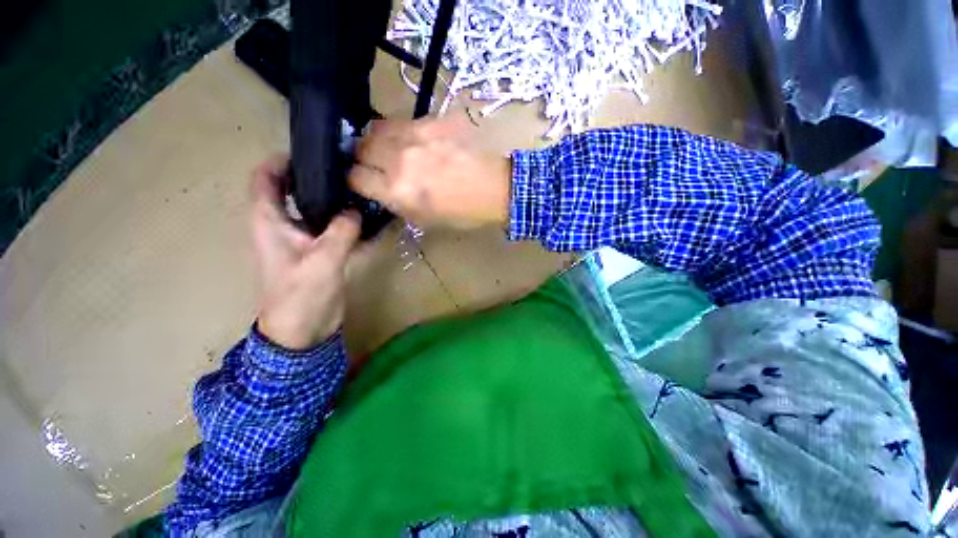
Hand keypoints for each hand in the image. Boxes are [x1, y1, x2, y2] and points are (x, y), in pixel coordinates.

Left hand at [251, 155, 361, 349]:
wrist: (303, 330)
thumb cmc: (300, 294)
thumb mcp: (322, 260)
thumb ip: (341, 231)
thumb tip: (357, 210)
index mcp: (269, 221)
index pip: (264, 179)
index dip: (281, 160)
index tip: (311, 152)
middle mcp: (282, 225)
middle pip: (292, 189)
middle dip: (314, 177)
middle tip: (345, 169)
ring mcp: (302, 239)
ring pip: (314, 208)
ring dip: (332, 199)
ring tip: (358, 189)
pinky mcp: (318, 251)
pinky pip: (330, 228)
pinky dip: (343, 221)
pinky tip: (365, 218)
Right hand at [348, 117, 511, 227]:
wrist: (498, 188)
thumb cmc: (465, 213)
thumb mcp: (426, 220)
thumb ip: (398, 204)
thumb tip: (382, 191)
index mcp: (399, 192)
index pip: (355, 178)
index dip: (356, 181)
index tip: (363, 182)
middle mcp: (400, 160)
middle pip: (360, 148)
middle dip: (363, 158)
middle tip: (376, 165)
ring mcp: (417, 135)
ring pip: (376, 128)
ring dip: (378, 141)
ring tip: (391, 150)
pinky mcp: (433, 120)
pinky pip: (404, 121)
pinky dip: (402, 132)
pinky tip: (415, 141)